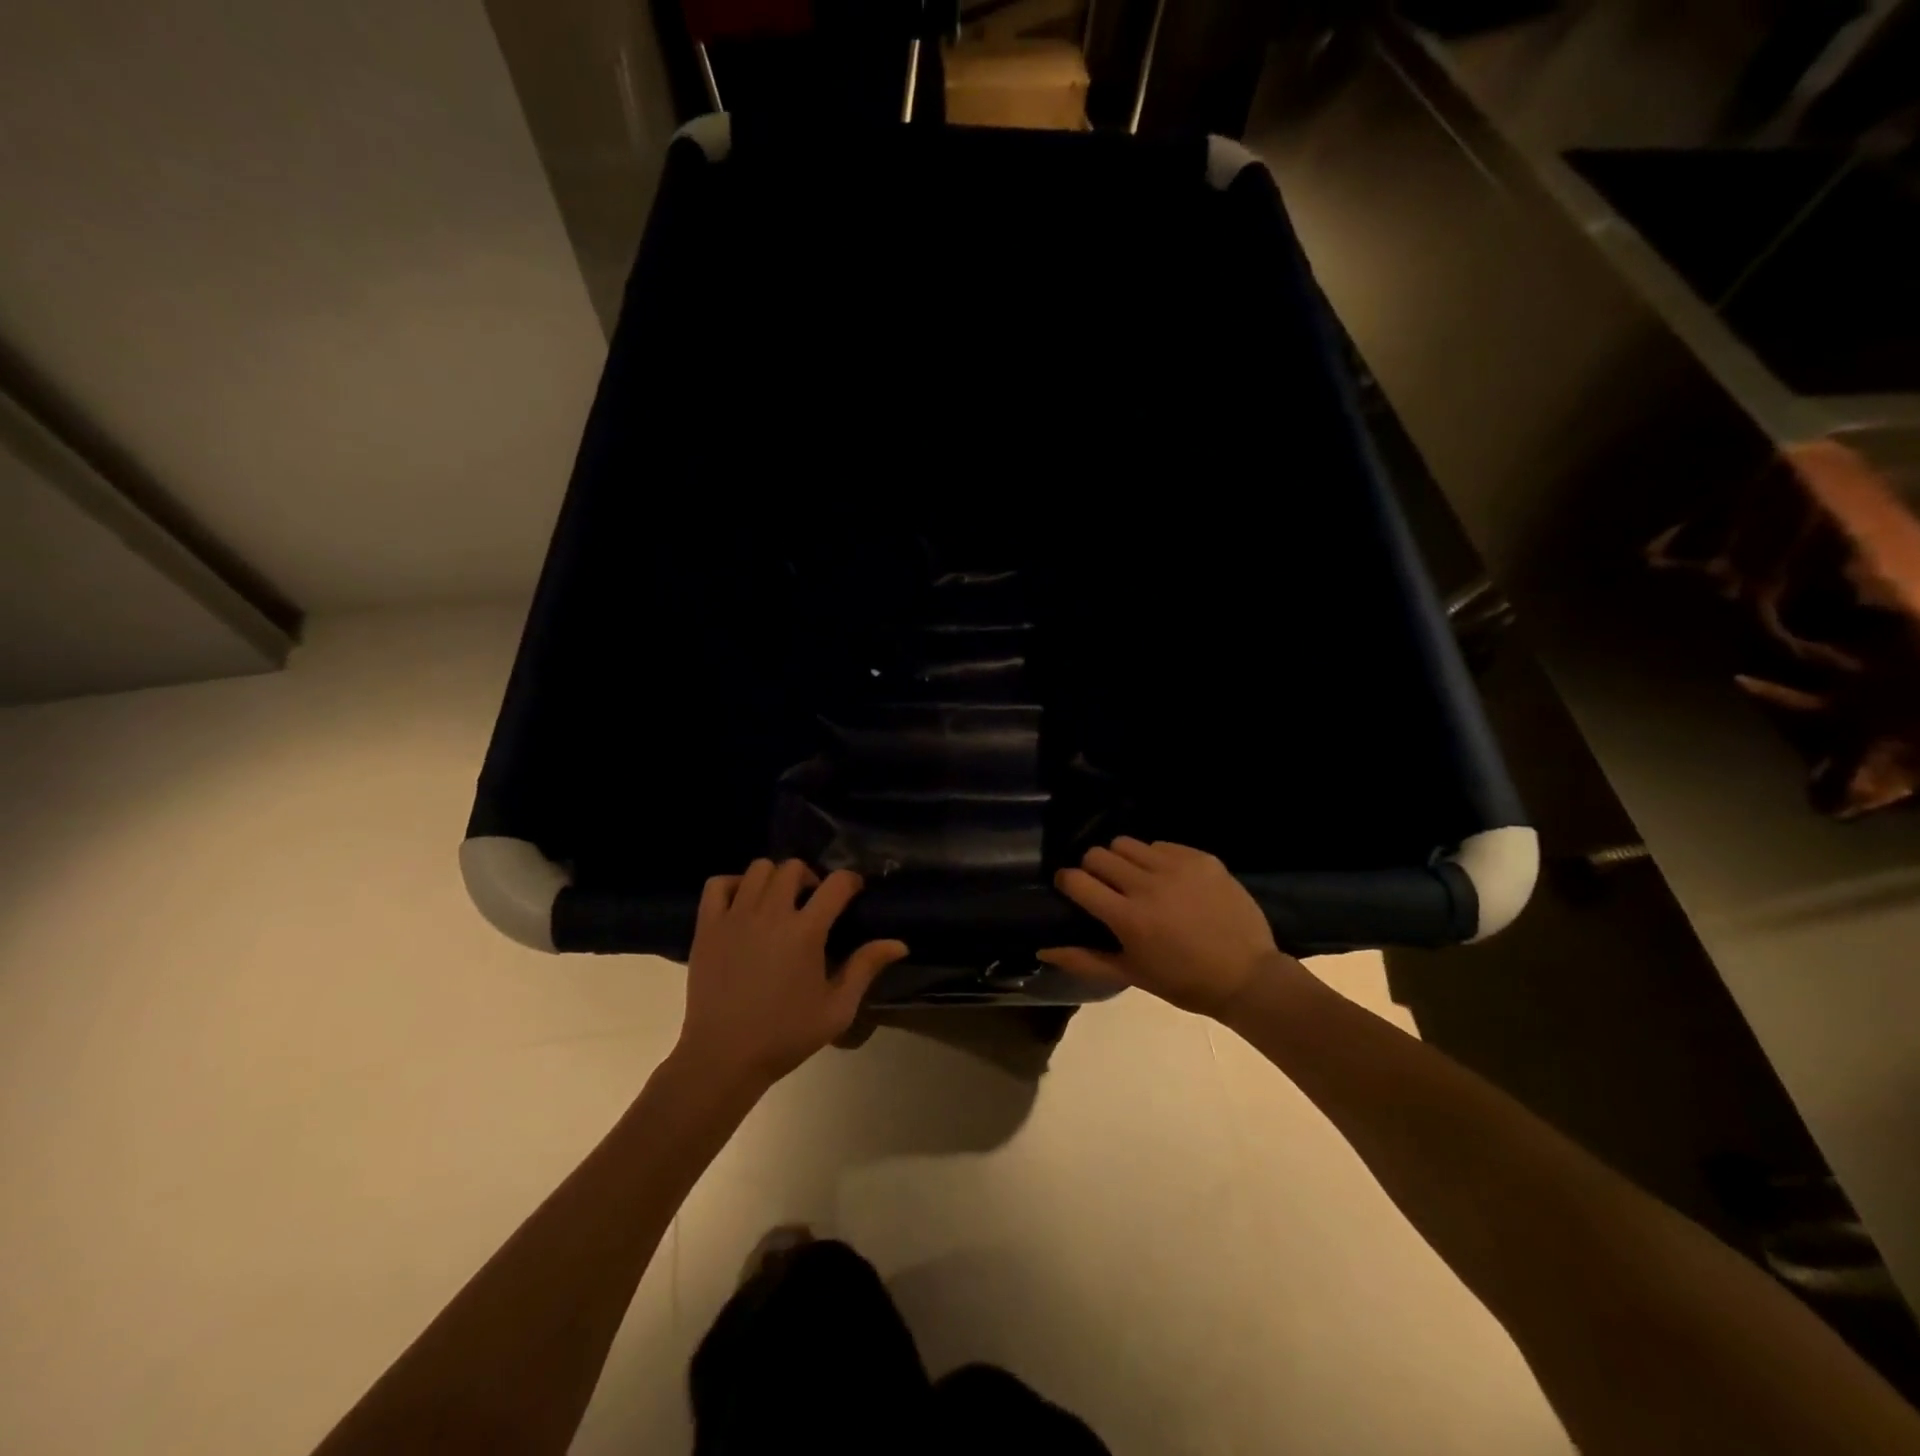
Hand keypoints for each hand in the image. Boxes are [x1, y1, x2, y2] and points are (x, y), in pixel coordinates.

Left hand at [676, 859, 907, 1089]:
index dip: (851, 882)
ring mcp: (734, 917)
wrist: (723, 1057)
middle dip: (810, 878)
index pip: (836, 883)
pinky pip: (717, 884)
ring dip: (774, 878)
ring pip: (758, 869)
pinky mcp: (707, 926)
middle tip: (813, 903)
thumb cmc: (785, 1036)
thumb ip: (865, 968)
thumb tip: (899, 943)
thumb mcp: (837, 1009)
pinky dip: (732, 884)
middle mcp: (770, 914)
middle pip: (793, 867)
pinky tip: (742, 905)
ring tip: (778, 903)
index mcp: (806, 932)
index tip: (854, 893)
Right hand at [1037, 838, 1301, 1017]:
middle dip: (1093, 868)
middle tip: (1106, 886)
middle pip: (1098, 854)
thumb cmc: (1183, 982)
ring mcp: (1177, 867)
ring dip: (1123, 859)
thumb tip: (1042, 948)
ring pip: (1127, 843)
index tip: (1071, 889)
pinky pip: (1162, 845)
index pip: (1076, 880)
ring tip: (1136, 878)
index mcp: (1127, 917)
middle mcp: (1148, 885)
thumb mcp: (1131, 974)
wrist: (1247, 976)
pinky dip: (1156, 859)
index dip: (1067, 882)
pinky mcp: (1201, 858)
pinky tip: (1169, 880)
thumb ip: (1084, 958)